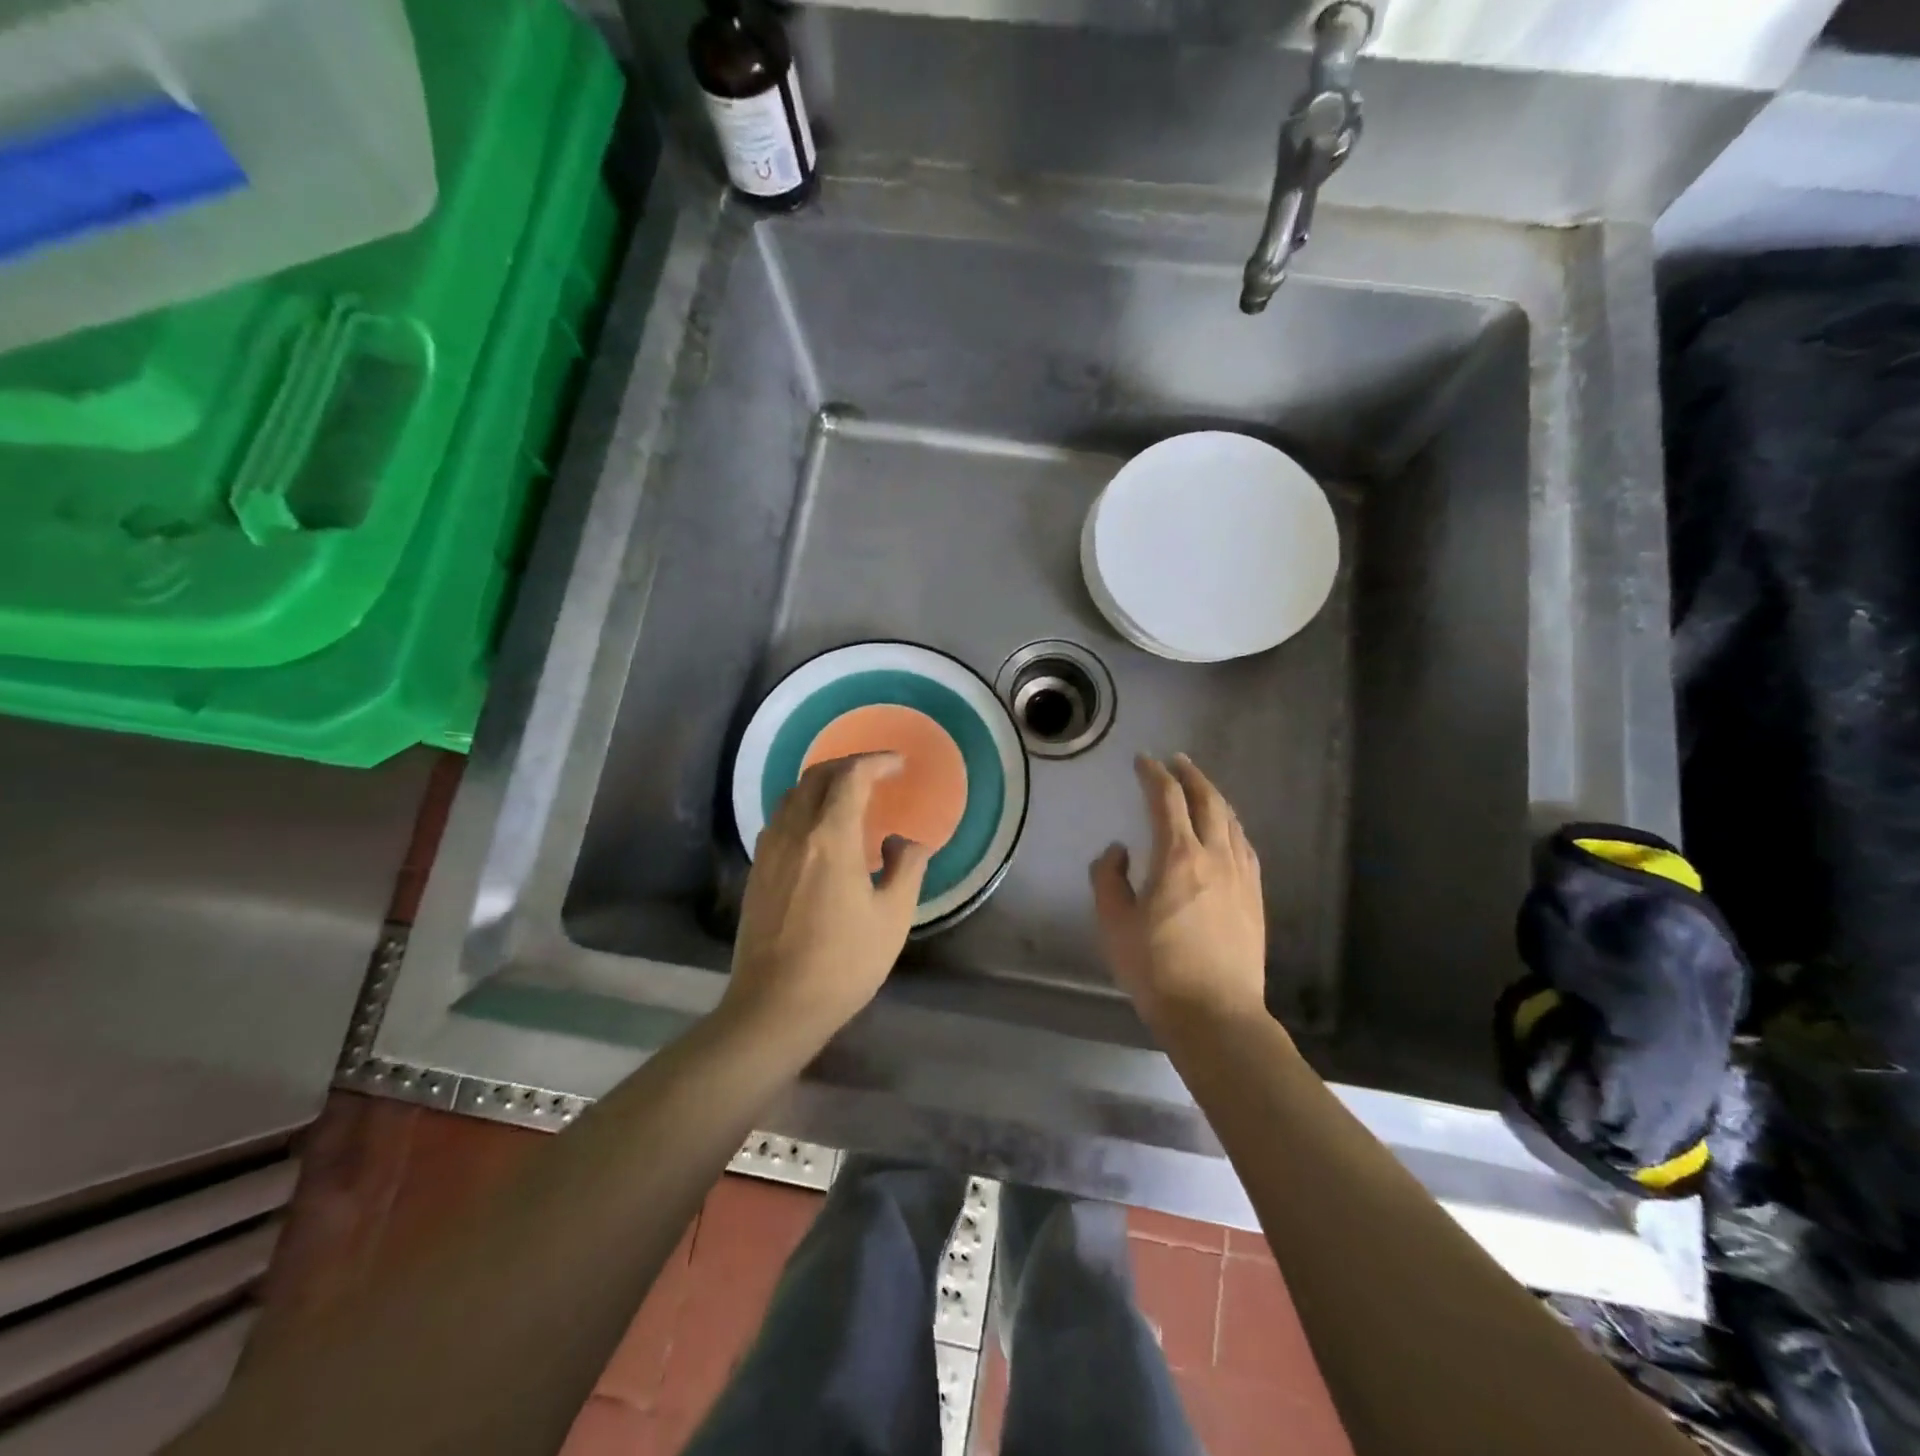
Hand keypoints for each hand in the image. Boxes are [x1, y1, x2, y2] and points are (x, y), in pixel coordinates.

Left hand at [723, 753, 931, 1047]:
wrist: (775, 1007)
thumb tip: (905, 841)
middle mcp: (794, 833)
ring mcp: (769, 851)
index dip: (876, 762)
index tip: (899, 764)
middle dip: (848, 765)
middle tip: (876, 774)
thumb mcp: (892, 918)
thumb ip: (907, 869)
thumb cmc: (843, 964)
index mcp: (830, 838)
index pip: (851, 777)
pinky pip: (780, 819)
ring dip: (822, 784)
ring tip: (850, 797)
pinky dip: (804, 807)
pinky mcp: (756, 871)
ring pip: (792, 795)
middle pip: (816, 777)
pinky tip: (820, 832)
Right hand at [1091, 754, 1267, 1031]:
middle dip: (1190, 775)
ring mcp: (1241, 875)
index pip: (1167, 800)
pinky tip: (1227, 830)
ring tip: (1200, 789)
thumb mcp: (1114, 924)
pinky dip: (1231, 825)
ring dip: (1214, 797)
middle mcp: (1215, 856)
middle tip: (1176, 761)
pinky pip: (1245, 845)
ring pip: (1231, 820)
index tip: (1143, 760)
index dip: (1154, 774)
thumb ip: (1108, 879)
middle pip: (1207, 800)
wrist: (1216, 1013)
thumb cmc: (1157, 969)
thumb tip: (1118, 851)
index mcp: (1178, 857)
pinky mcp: (1255, 896)